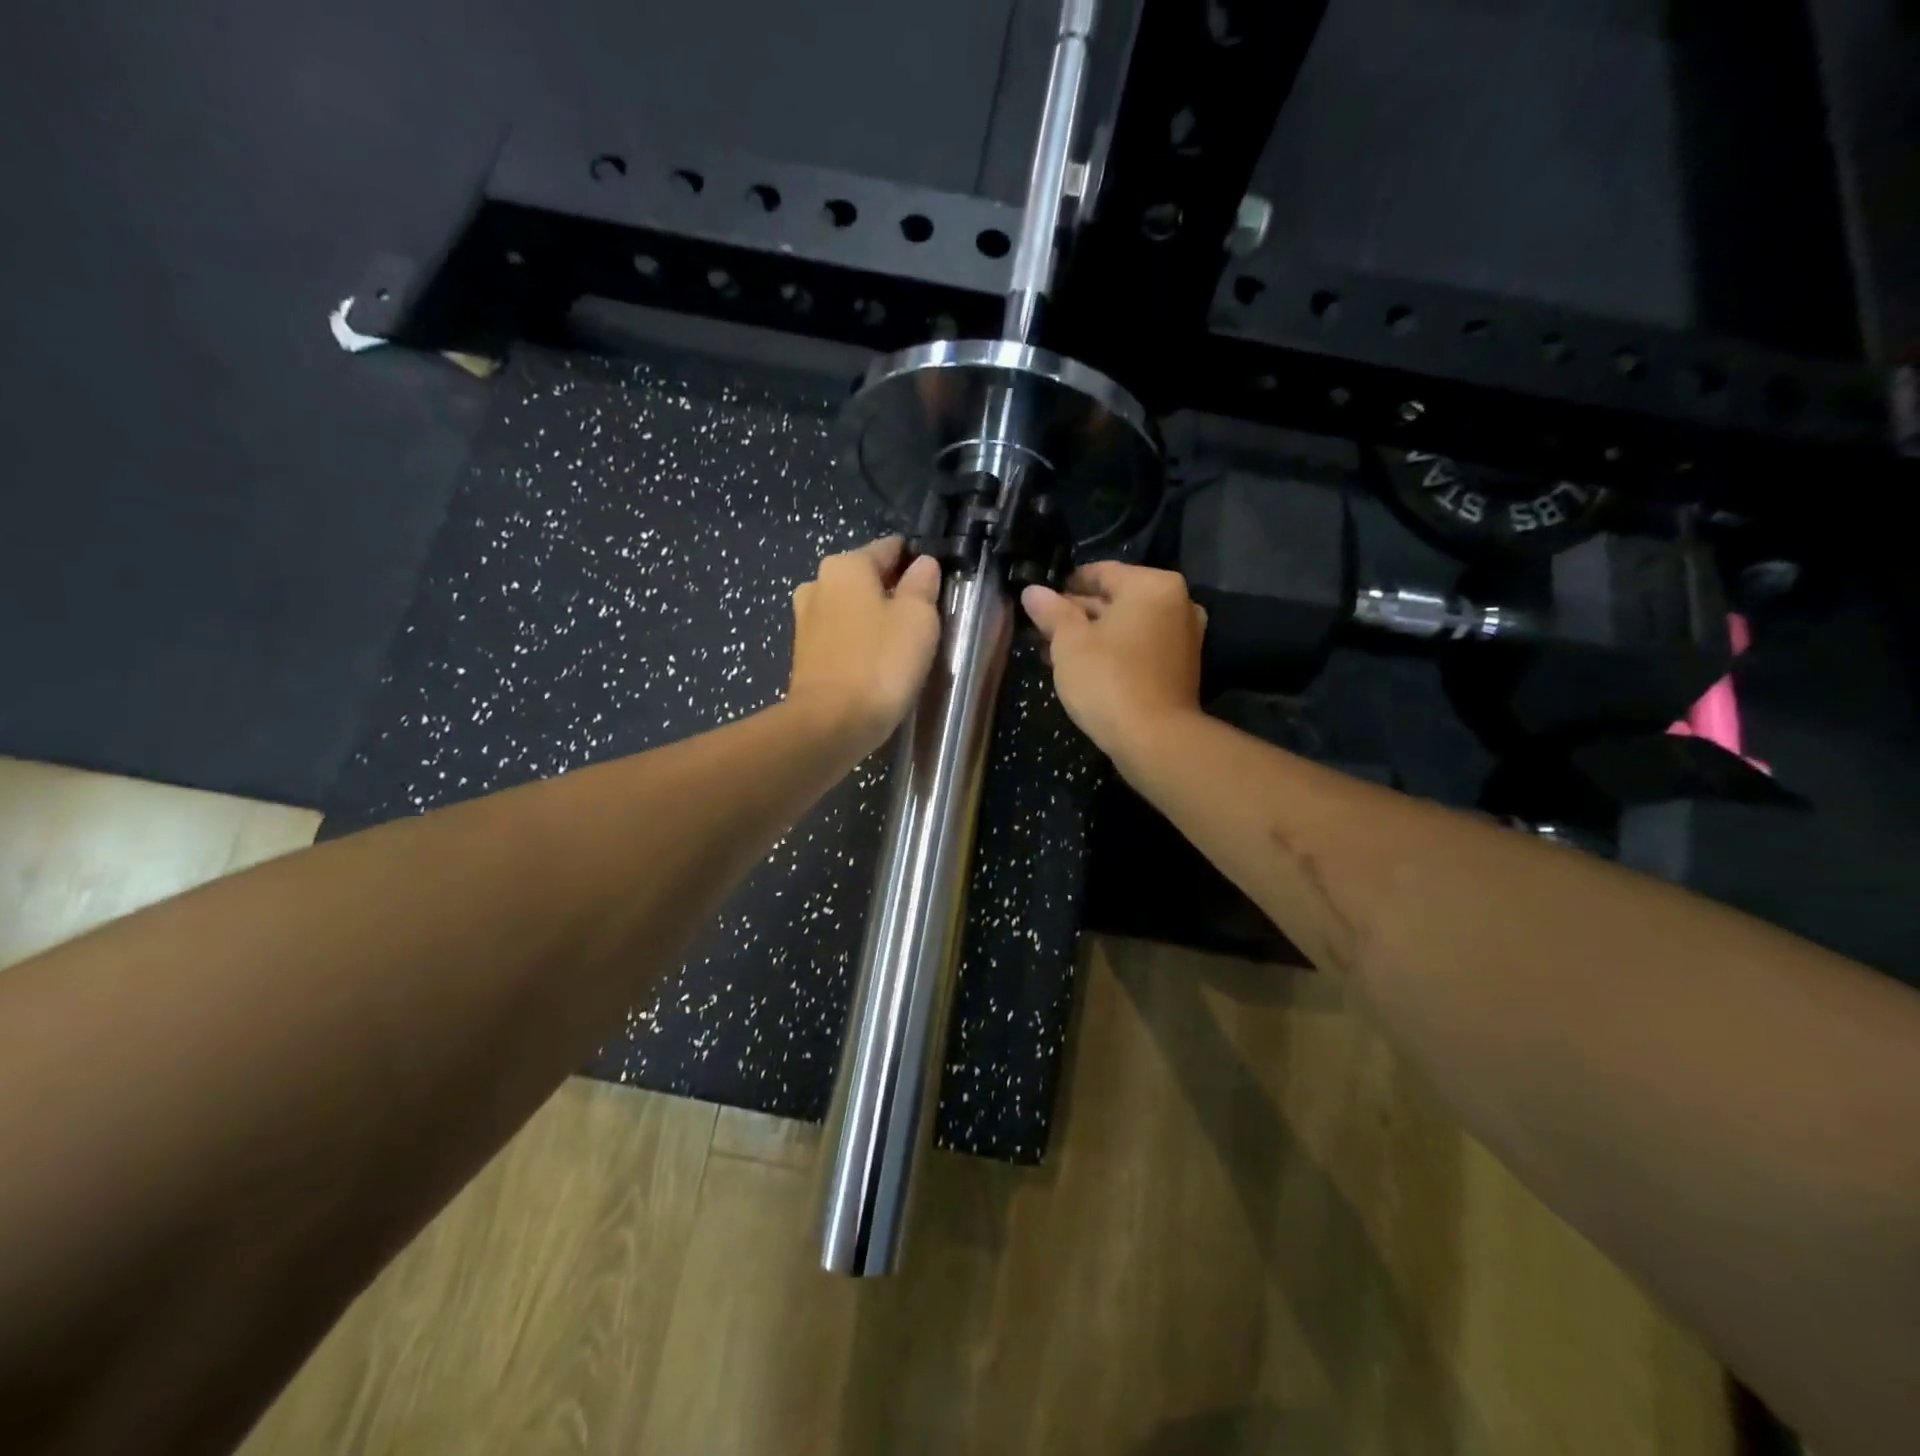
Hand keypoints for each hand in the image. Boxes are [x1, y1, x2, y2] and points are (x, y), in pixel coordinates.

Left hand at [788, 537, 942, 753]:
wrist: (830, 724)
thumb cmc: (880, 663)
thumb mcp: (918, 618)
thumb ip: (923, 584)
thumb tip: (923, 565)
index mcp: (846, 565)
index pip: (890, 548)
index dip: (917, 563)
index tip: (937, 586)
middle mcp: (818, 583)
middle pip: (868, 578)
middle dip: (894, 592)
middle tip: (924, 621)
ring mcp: (806, 620)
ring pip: (852, 609)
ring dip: (875, 619)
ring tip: (902, 647)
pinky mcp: (803, 654)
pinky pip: (841, 637)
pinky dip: (859, 643)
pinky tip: (877, 665)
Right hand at [1021, 562, 1206, 759]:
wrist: (1154, 739)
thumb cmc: (1108, 679)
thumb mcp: (1069, 642)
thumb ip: (1051, 612)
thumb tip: (1032, 592)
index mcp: (1152, 585)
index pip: (1101, 572)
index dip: (1065, 584)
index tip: (1039, 600)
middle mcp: (1176, 603)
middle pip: (1115, 600)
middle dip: (1077, 614)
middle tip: (1040, 629)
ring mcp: (1183, 637)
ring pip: (1126, 627)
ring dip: (1091, 636)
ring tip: (1051, 652)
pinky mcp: (1180, 668)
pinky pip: (1139, 648)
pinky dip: (1113, 652)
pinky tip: (1081, 668)